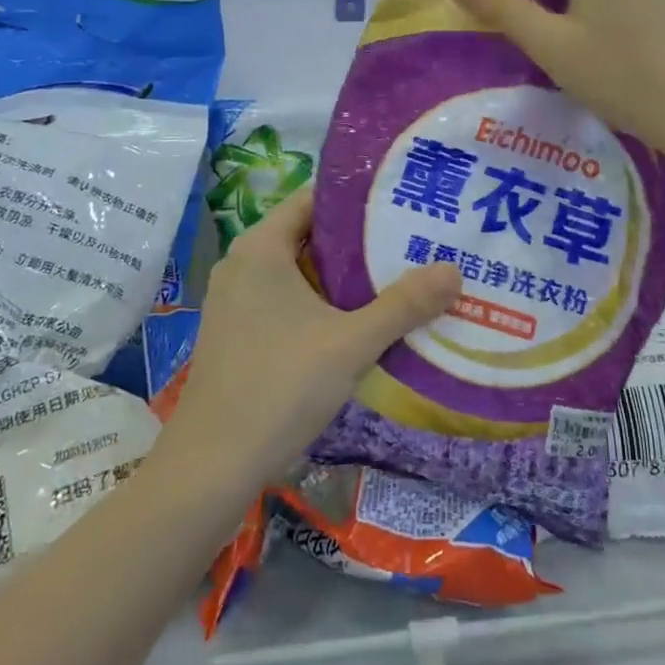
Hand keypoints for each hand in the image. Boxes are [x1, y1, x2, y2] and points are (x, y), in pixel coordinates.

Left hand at [163, 187, 461, 480]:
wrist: (211, 467)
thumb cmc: (279, 388)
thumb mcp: (350, 343)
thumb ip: (403, 305)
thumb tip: (453, 270)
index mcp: (261, 247)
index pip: (313, 198)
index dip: (358, 197)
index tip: (401, 201)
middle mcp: (243, 263)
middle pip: (310, 234)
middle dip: (359, 239)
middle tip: (412, 238)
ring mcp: (236, 300)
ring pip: (300, 271)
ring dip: (343, 275)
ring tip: (397, 275)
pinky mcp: (237, 332)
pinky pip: (286, 299)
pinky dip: (321, 301)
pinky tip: (359, 320)